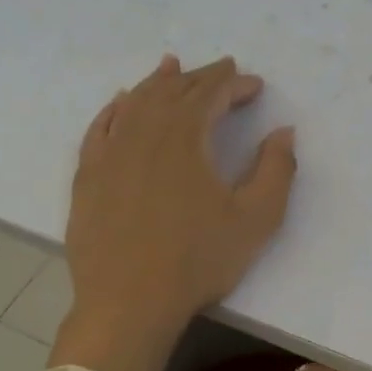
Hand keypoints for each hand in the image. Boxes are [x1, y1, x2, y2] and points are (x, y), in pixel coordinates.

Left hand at [52, 55, 296, 370]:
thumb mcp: (255, 220)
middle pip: (173, 91)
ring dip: (156, 83)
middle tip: (221, 69)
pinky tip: (120, 104)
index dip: (235, 84)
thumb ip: (276, 171)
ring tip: (170, 67)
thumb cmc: (197, 261)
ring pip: (134, 103)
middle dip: (200, 77)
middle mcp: (143, 132)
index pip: (212, 94)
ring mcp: (109, 153)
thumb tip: (284, 132)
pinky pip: (100, 128)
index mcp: (185, 137)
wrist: (128, 303)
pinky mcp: (87, 176)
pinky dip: (114, 109)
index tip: (255, 85)